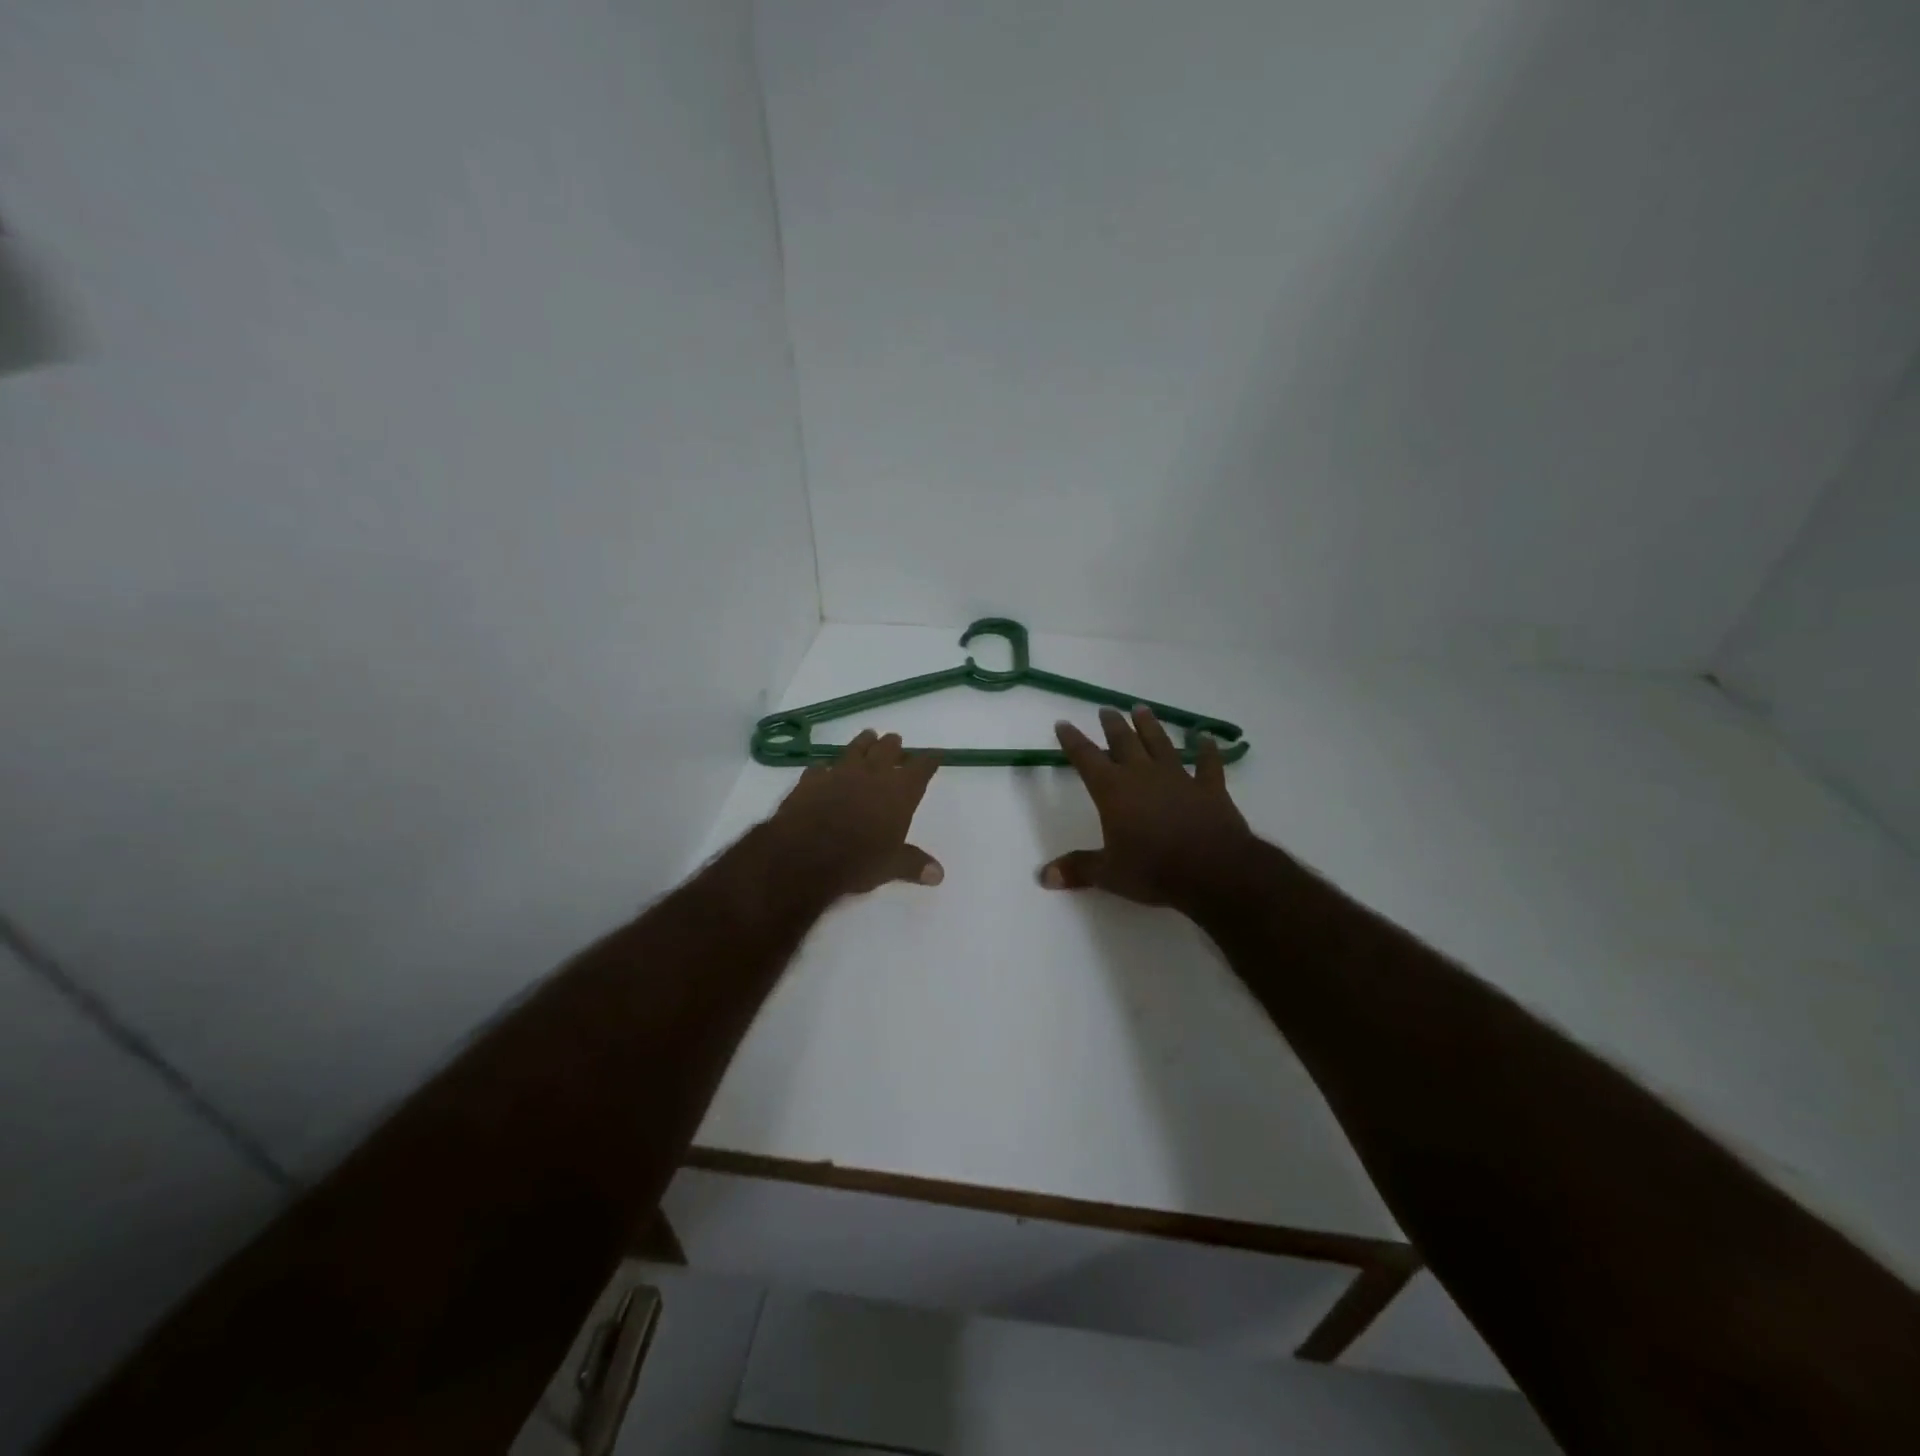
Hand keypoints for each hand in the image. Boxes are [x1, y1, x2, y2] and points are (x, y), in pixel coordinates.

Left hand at [767, 729, 943, 897]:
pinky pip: (820, 767)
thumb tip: (939, 874)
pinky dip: (825, 767)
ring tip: (869, 736)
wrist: (804, 855)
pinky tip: (823, 768)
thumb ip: (914, 864)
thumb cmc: (857, 860)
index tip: (934, 756)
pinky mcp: (810, 780)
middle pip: (888, 750)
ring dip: (864, 742)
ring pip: (856, 749)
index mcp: (899, 792)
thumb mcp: (891, 866)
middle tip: (896, 741)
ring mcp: (839, 773)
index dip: (929, 761)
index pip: (921, 768)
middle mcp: (872, 775)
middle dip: (894, 745)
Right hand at [1041, 706, 1254, 910]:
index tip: (1063, 723)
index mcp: (1113, 790)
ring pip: (1161, 743)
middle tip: (1106, 709)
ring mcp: (1179, 777)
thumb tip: (1044, 876)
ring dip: (1150, 726)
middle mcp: (1143, 774)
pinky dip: (1207, 750)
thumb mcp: (1109, 874)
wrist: (1212, 870)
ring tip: (1142, 709)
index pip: (1086, 758)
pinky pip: (1208, 763)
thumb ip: (1078, 869)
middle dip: (1113, 725)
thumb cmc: (1153, 869)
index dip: (1072, 740)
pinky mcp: (1210, 788)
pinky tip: (1206, 737)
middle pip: (1124, 741)